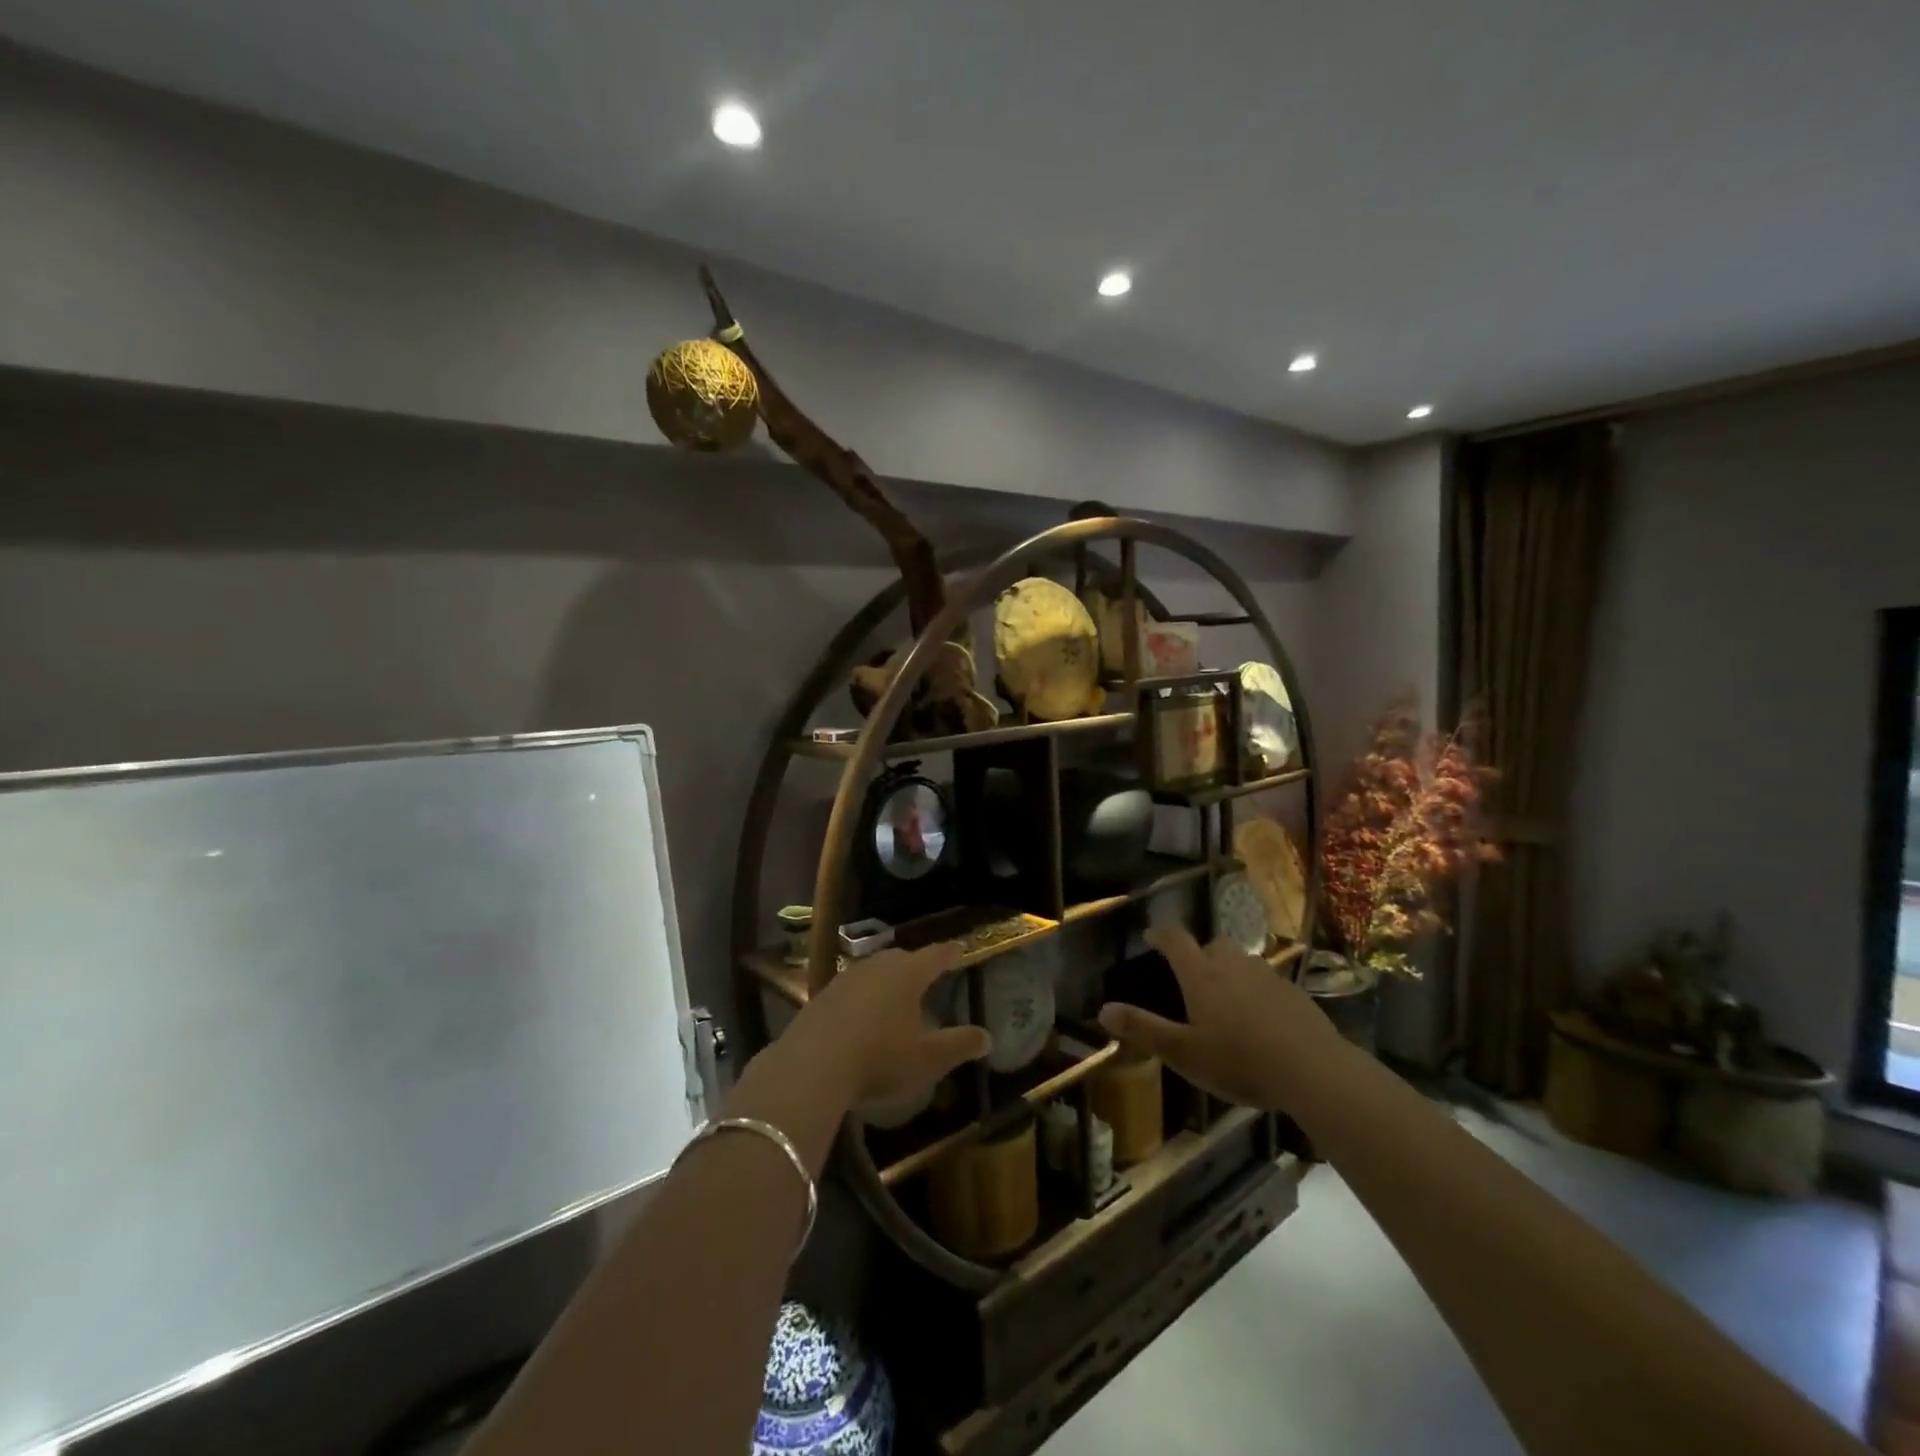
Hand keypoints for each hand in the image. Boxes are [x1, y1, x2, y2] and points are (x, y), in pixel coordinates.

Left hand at [786, 943, 990, 1107]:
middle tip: (928, 975)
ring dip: (888, 980)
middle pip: (903, 958)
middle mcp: (877, 966)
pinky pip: (852, 989)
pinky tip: (863, 1017)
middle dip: (917, 965)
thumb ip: (959, 1045)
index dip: (950, 953)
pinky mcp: (822, 996)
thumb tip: (986, 1037)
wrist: (812, 1065)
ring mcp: (846, 978)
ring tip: (896, 996)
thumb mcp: (928, 1058)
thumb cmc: (880, 1056)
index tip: (960, 949)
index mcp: (908, 973)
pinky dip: (864, 997)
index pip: (936, 955)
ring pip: (875, 971)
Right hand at [1097, 927, 1341, 1110]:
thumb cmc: (1239, 1061)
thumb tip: (1103, 1009)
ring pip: (1243, 962)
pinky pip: (1268, 983)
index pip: (1176, 940)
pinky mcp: (1294, 993)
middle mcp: (1233, 965)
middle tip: (1193, 976)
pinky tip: (1262, 1020)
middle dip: (1201, 954)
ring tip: (1228, 1000)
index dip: (1161, 935)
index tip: (1152, 936)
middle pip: (1213, 945)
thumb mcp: (1183, 1053)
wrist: (1313, 1070)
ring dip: (1231, 971)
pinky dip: (1258, 992)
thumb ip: (1143, 1029)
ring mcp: (1268, 976)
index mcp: (1201, 975)